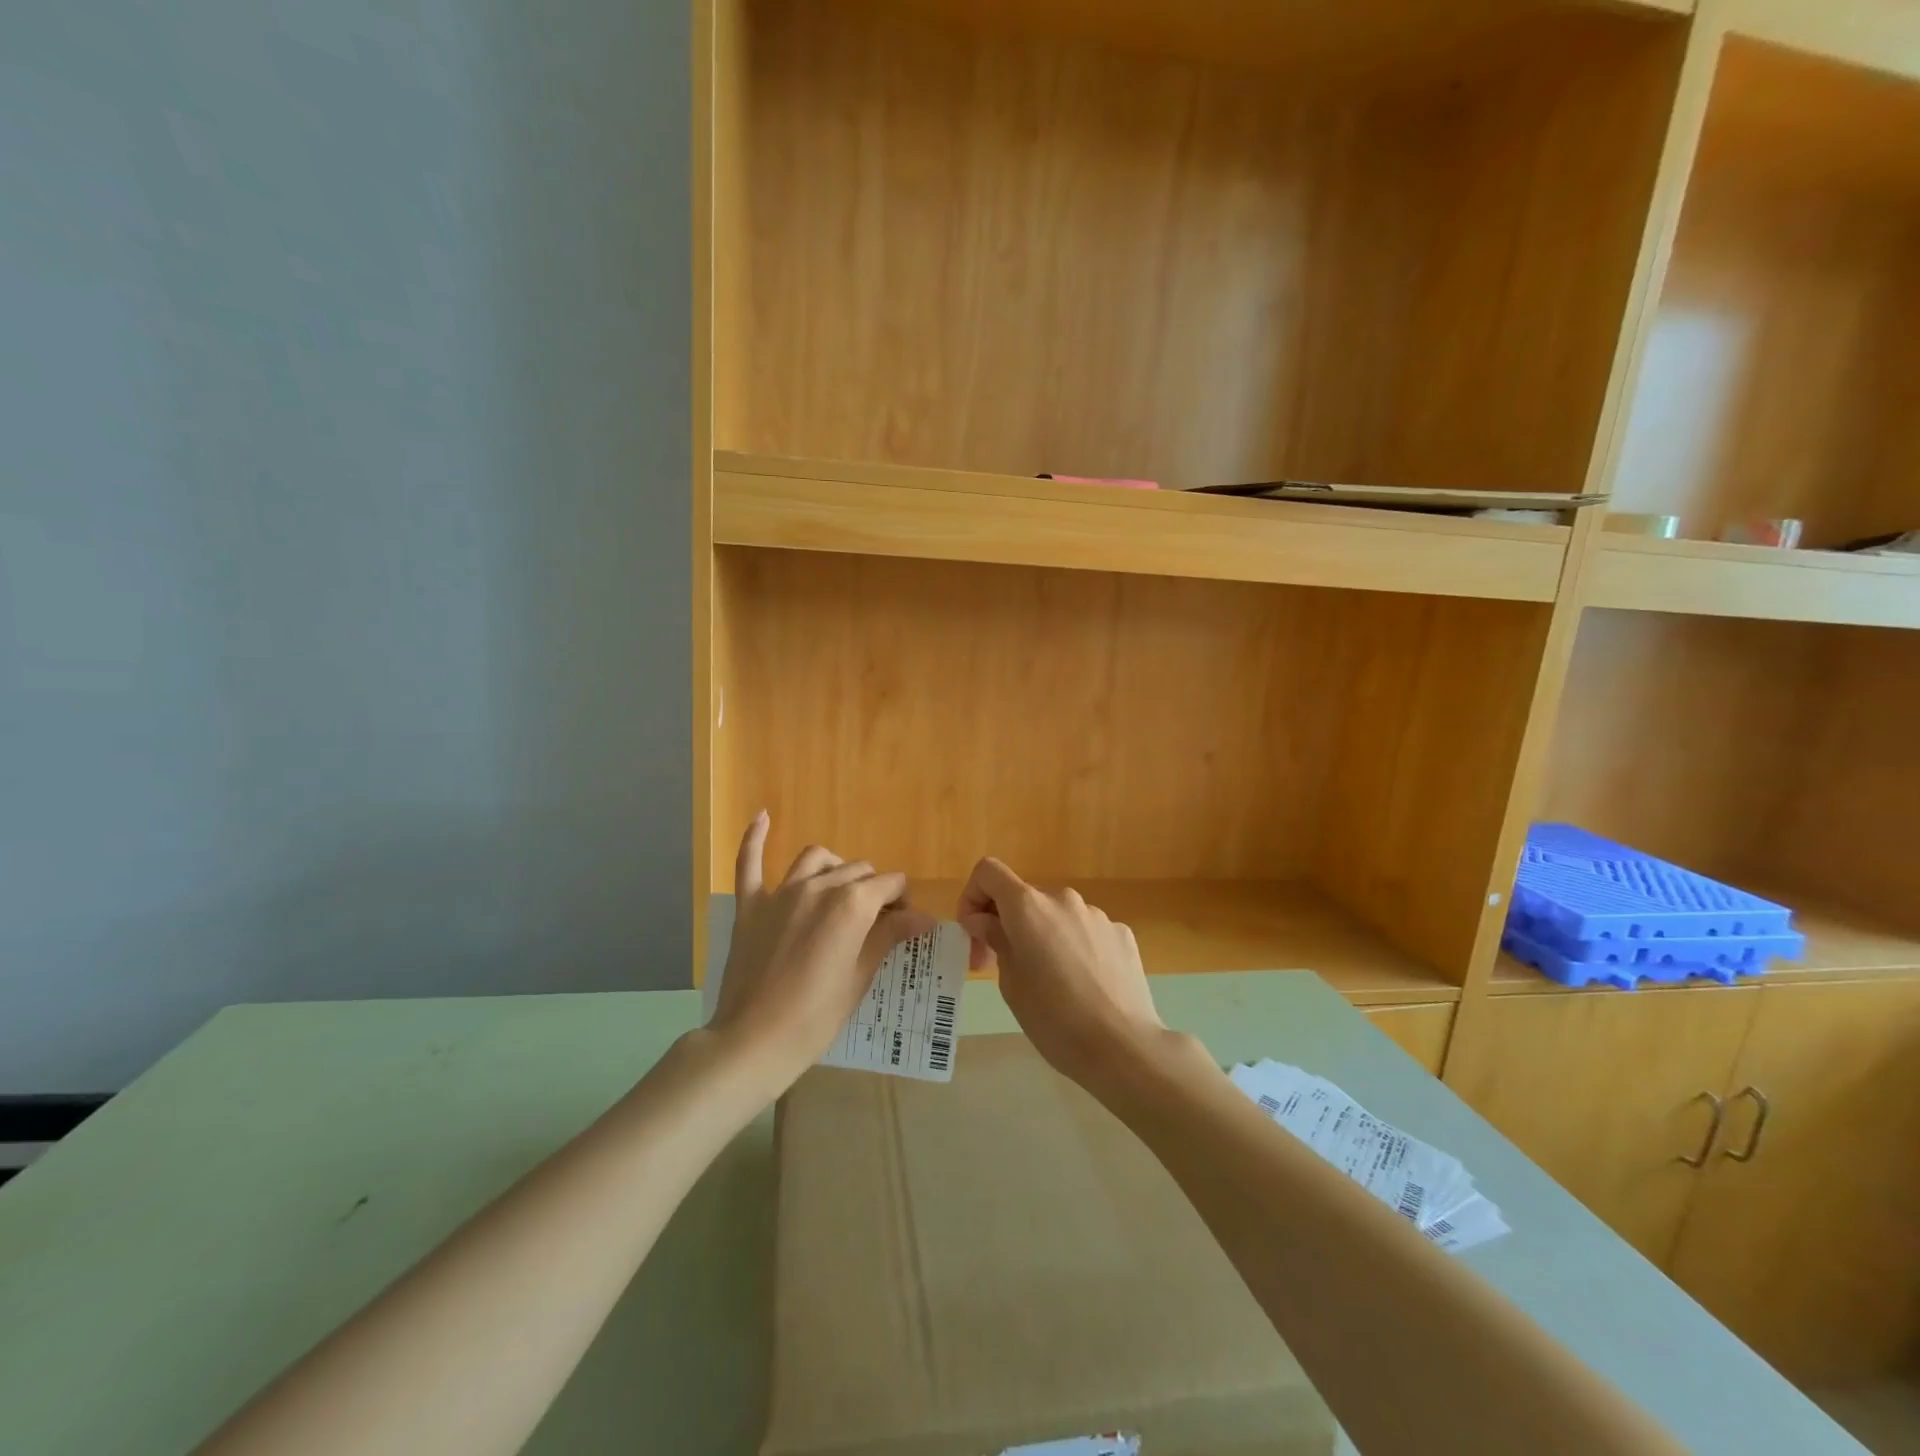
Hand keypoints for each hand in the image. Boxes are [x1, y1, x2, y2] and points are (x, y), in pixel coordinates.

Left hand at [709, 813, 933, 1094]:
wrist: (753, 1041)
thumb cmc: (816, 1017)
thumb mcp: (860, 977)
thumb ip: (888, 936)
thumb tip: (923, 916)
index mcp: (851, 904)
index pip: (889, 884)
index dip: (902, 901)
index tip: (905, 923)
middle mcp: (818, 887)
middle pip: (857, 871)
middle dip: (874, 889)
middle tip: (877, 921)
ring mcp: (780, 893)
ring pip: (816, 859)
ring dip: (834, 868)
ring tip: (839, 891)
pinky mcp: (750, 905)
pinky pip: (750, 862)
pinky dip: (755, 837)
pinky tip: (763, 816)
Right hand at [956, 856, 1167, 1086]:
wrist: (1124, 1047)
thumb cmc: (1054, 1019)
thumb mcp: (1010, 983)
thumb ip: (996, 940)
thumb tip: (986, 920)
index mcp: (1028, 906)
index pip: (989, 872)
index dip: (972, 896)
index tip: (975, 933)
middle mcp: (1063, 899)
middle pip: (1024, 897)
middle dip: (1007, 924)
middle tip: (1002, 967)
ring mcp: (1097, 914)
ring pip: (1057, 915)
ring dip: (1043, 936)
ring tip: (1050, 982)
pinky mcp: (1122, 934)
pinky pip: (1086, 931)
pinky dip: (1075, 948)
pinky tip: (1083, 985)